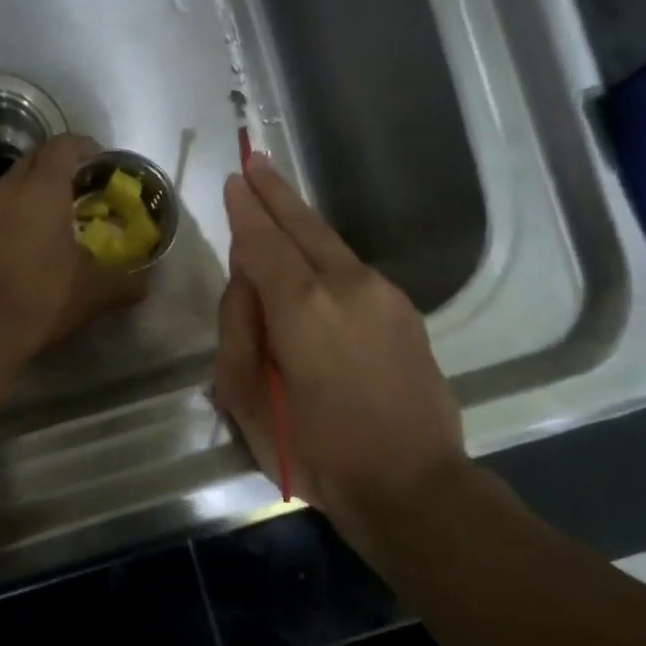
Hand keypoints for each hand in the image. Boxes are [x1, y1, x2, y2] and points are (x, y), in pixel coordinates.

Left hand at [0, 133, 148, 360]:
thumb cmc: (44, 297)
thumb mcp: (96, 292)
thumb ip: (126, 283)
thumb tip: (145, 284)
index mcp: (42, 189)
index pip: (63, 146)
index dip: (85, 147)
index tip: (102, 163)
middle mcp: (9, 191)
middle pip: (35, 159)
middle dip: (60, 165)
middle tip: (84, 188)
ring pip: (13, 185)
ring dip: (36, 191)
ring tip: (60, 216)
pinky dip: (18, 215)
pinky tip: (33, 245)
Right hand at [215, 155, 466, 538]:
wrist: (411, 483)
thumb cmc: (315, 450)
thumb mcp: (246, 399)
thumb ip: (238, 330)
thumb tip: (244, 283)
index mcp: (301, 305)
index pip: (263, 241)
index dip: (246, 209)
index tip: (234, 179)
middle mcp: (347, 285)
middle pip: (305, 225)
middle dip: (276, 193)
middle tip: (256, 161)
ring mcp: (384, 295)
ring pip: (333, 246)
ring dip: (302, 225)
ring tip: (278, 207)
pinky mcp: (406, 313)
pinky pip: (354, 273)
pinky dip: (326, 259)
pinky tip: (313, 268)